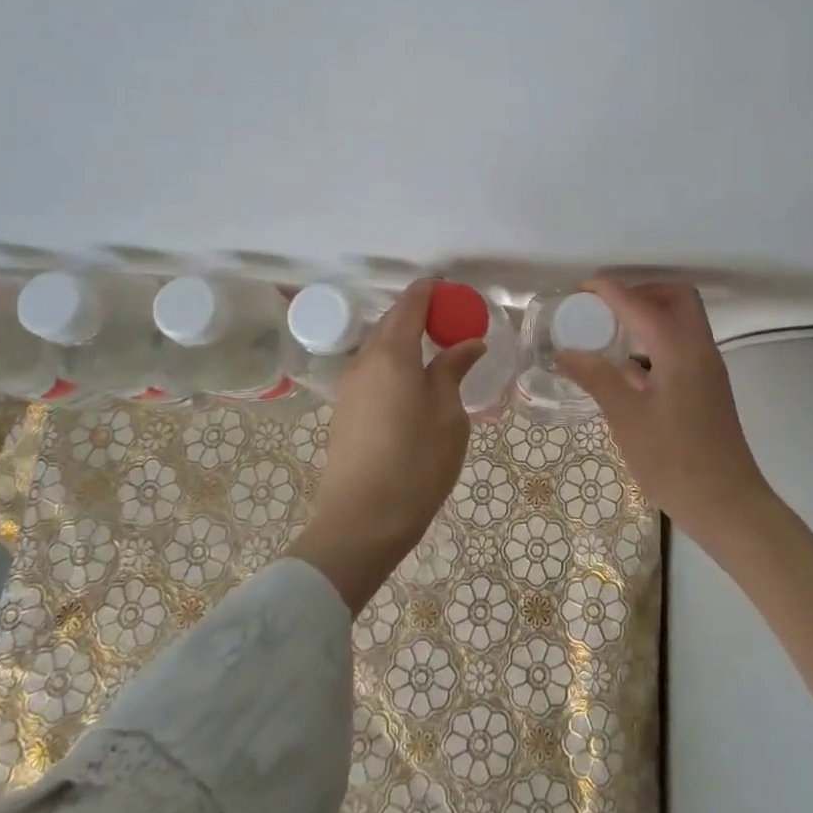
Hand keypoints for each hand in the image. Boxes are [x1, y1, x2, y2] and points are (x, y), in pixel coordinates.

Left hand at [289, 279, 485, 612]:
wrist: (360, 523)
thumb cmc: (415, 466)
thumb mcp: (448, 416)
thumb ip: (453, 371)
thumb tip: (468, 343)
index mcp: (391, 354)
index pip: (410, 304)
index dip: (431, 291)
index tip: (453, 290)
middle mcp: (364, 360)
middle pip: (391, 321)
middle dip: (420, 313)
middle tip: (452, 321)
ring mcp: (349, 385)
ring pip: (379, 345)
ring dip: (405, 338)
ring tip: (436, 350)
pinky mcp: (344, 408)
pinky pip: (371, 368)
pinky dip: (393, 360)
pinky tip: (413, 379)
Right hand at [565, 279, 812, 729]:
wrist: (728, 504)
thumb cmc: (674, 462)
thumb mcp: (627, 419)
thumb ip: (597, 378)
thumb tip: (567, 350)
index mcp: (678, 349)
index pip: (639, 303)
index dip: (608, 290)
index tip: (579, 290)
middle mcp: (699, 348)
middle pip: (675, 296)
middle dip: (639, 292)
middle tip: (604, 309)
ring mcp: (708, 366)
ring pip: (683, 319)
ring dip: (650, 313)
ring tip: (611, 332)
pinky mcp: (709, 385)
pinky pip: (683, 342)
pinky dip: (657, 337)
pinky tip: (629, 366)